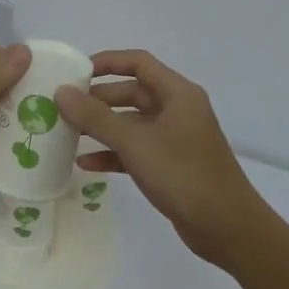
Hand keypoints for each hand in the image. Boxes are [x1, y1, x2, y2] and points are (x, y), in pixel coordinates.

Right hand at [54, 50, 266, 266]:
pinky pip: (135, 150)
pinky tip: (85, 164)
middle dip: (97, 99)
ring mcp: (175, 138)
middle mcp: (177, 110)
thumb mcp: (135, 142)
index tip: (74, 73)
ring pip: (131, 123)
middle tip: (62, 108)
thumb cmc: (183, 174)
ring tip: (66, 134)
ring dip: (101, 128)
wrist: (226, 227)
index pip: (138, 63)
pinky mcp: (170, 165)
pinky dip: (112, 153)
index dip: (106, 62)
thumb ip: (95, 117)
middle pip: (132, 93)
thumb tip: (61, 92)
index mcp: (177, 93)